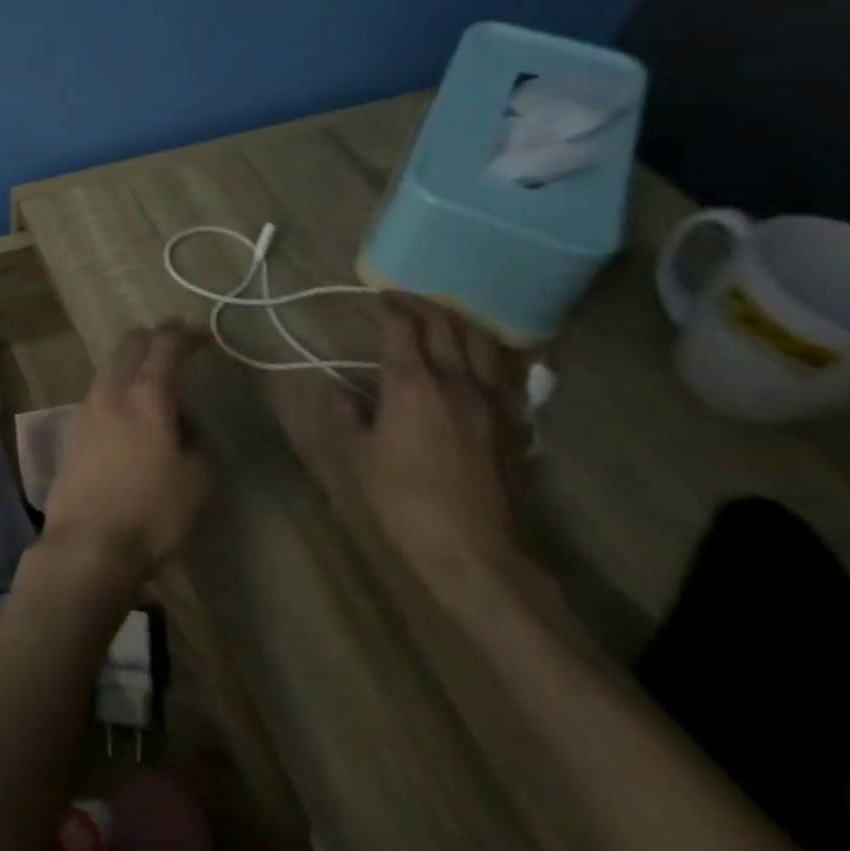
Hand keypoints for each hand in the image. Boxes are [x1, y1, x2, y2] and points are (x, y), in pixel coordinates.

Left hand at [44, 323, 210, 573]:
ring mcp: (85, 408)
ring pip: (109, 368)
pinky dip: (117, 388)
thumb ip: (193, 438)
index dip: (184, 335)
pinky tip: (127, 409)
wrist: (88, 542)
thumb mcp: (196, 478)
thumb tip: (179, 421)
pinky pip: (99, 394)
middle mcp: (111, 391)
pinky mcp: (72, 430)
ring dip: (131, 363)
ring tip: (152, 377)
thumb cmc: (152, 512)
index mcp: (146, 395)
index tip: (202, 335)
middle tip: (174, 340)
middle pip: (129, 346)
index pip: (165, 346)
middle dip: (153, 337)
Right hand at [329, 300, 523, 591]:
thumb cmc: (405, 500)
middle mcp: (455, 381)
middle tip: (399, 301)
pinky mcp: (515, 423)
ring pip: (482, 341)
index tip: (371, 300)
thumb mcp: (360, 455)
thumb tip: (334, 388)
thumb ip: (345, 414)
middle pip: (443, 324)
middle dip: (419, 305)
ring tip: (440, 321)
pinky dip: (487, 354)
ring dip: (457, 322)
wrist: (476, 550)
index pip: (400, 327)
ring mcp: (492, 401)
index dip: (385, 307)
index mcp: (412, 384)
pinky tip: (476, 362)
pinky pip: (505, 373)